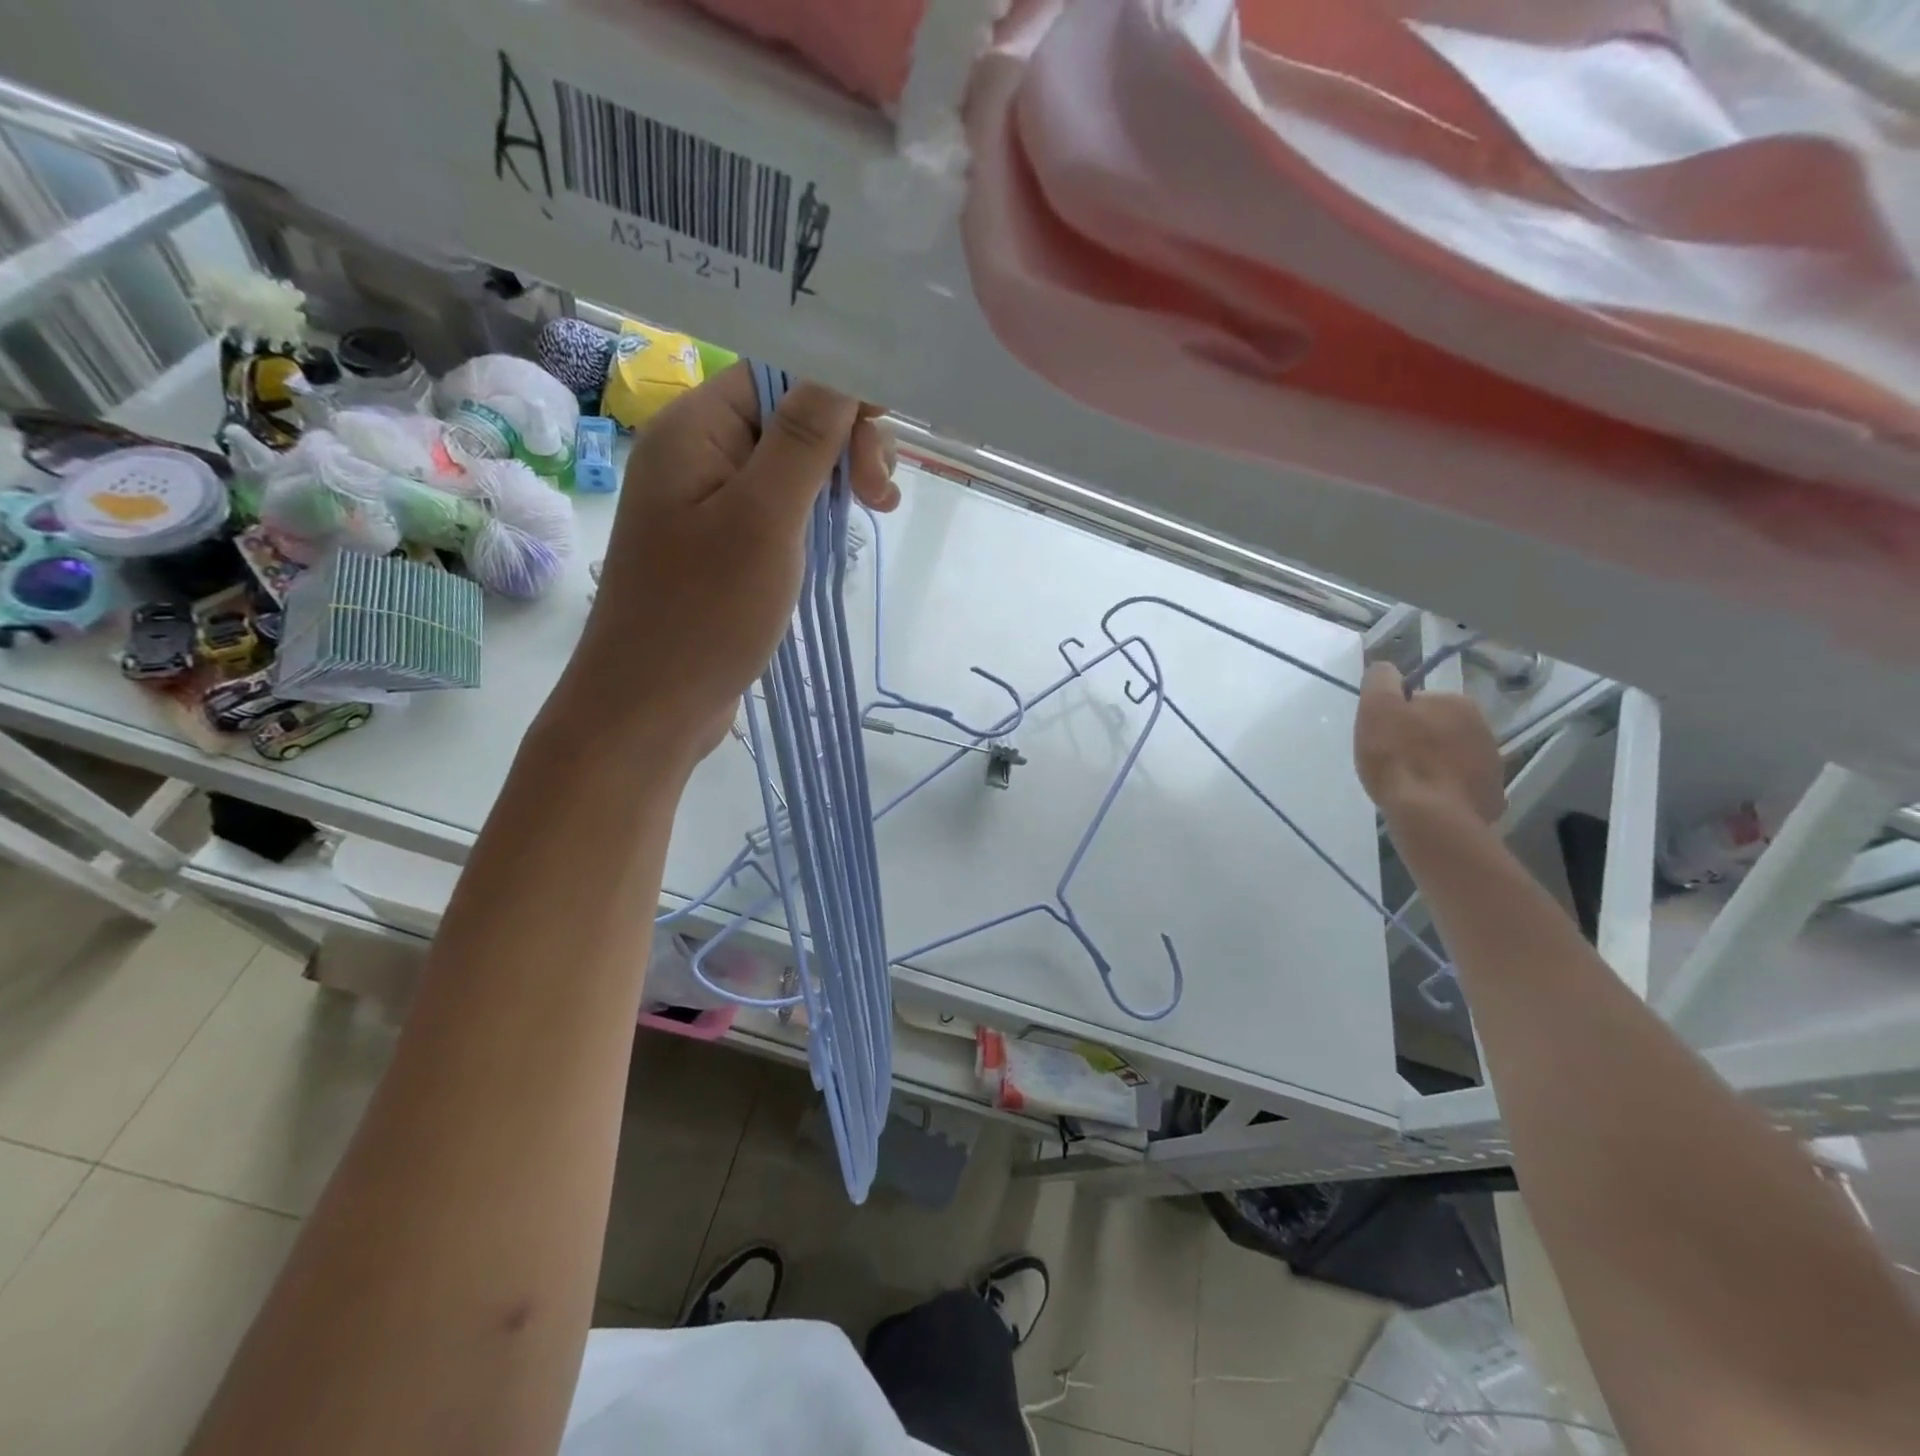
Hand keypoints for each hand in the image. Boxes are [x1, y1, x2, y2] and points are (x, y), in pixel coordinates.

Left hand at [570, 364, 898, 761]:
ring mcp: (709, 502)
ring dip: (838, 479)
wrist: (650, 707)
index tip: (881, 444)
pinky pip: (779, 506)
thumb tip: (842, 368)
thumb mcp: (764, 520)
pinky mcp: (723, 544)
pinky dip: (816, 514)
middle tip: (879, 498)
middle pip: (790, 414)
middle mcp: (698, 453)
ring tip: (874, 515)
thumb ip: (803, 440)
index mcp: (695, 428)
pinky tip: (839, 537)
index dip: (839, 391)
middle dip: (845, 443)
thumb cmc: (704, 614)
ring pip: (791, 464)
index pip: (779, 371)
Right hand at [1353, 662, 1504, 825]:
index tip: (1381, 738)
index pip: (1418, 702)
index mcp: (1457, 703)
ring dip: (1431, 766)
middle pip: (1436, 729)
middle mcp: (1483, 727)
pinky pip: (1460, 785)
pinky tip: (1425, 802)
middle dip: (1417, 741)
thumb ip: (1380, 681)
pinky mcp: (1490, 795)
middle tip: (1390, 763)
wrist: (1431, 817)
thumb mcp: (1376, 710)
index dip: (1395, 719)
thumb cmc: (1399, 758)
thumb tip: (1385, 668)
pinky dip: (1444, 790)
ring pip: (1450, 757)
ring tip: (1407, 786)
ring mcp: (1491, 764)